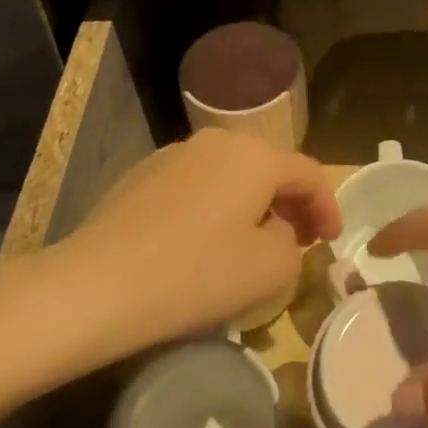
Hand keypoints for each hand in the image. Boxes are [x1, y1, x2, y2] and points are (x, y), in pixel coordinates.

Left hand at [38, 129, 340, 358]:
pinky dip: (216, 207)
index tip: (332, 241)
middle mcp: (218, 141)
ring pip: (232, 175)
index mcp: (255, 155)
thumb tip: (279, 230)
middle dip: (291, 204)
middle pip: (270, 168)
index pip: (309, 173)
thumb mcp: (269, 269)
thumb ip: (294, 244)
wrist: (95, 285)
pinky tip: (204, 243)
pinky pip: (198, 185)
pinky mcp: (143, 174)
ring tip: (253, 244)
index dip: (328, 207)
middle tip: (300, 241)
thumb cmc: (195, 274)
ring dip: (252, 205)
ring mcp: (175, 154)